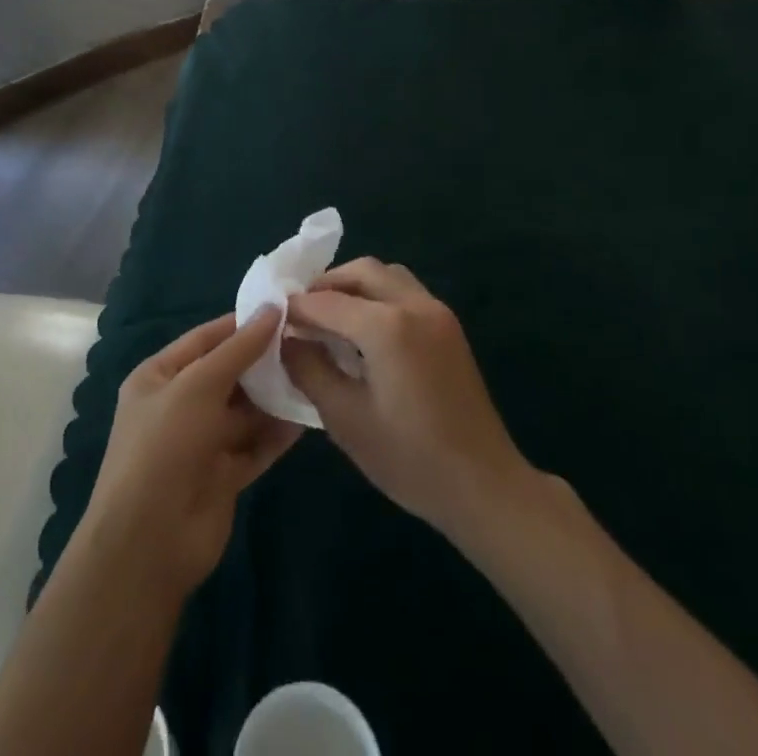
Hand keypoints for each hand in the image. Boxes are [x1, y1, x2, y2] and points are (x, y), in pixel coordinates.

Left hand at [78, 310, 301, 599]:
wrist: (148, 544)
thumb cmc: (164, 446)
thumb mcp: (197, 386)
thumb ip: (238, 350)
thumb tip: (272, 309)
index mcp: (159, 376)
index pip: (206, 338)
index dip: (242, 324)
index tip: (283, 310)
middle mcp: (179, 405)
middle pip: (228, 374)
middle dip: (263, 361)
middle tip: (308, 341)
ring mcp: (201, 442)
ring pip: (245, 411)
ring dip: (274, 396)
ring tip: (315, 374)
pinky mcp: (223, 476)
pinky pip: (255, 446)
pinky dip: (277, 434)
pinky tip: (308, 416)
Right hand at [283, 260, 529, 539]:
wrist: (485, 486)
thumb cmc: (410, 459)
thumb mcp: (346, 419)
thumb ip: (310, 370)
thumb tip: (287, 340)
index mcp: (387, 326)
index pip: (327, 302)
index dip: (296, 309)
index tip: (273, 320)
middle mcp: (414, 305)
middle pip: (361, 271)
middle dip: (326, 286)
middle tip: (301, 313)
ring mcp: (437, 312)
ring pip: (387, 275)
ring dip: (355, 286)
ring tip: (331, 318)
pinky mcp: (449, 326)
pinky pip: (405, 291)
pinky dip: (378, 296)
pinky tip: (365, 331)